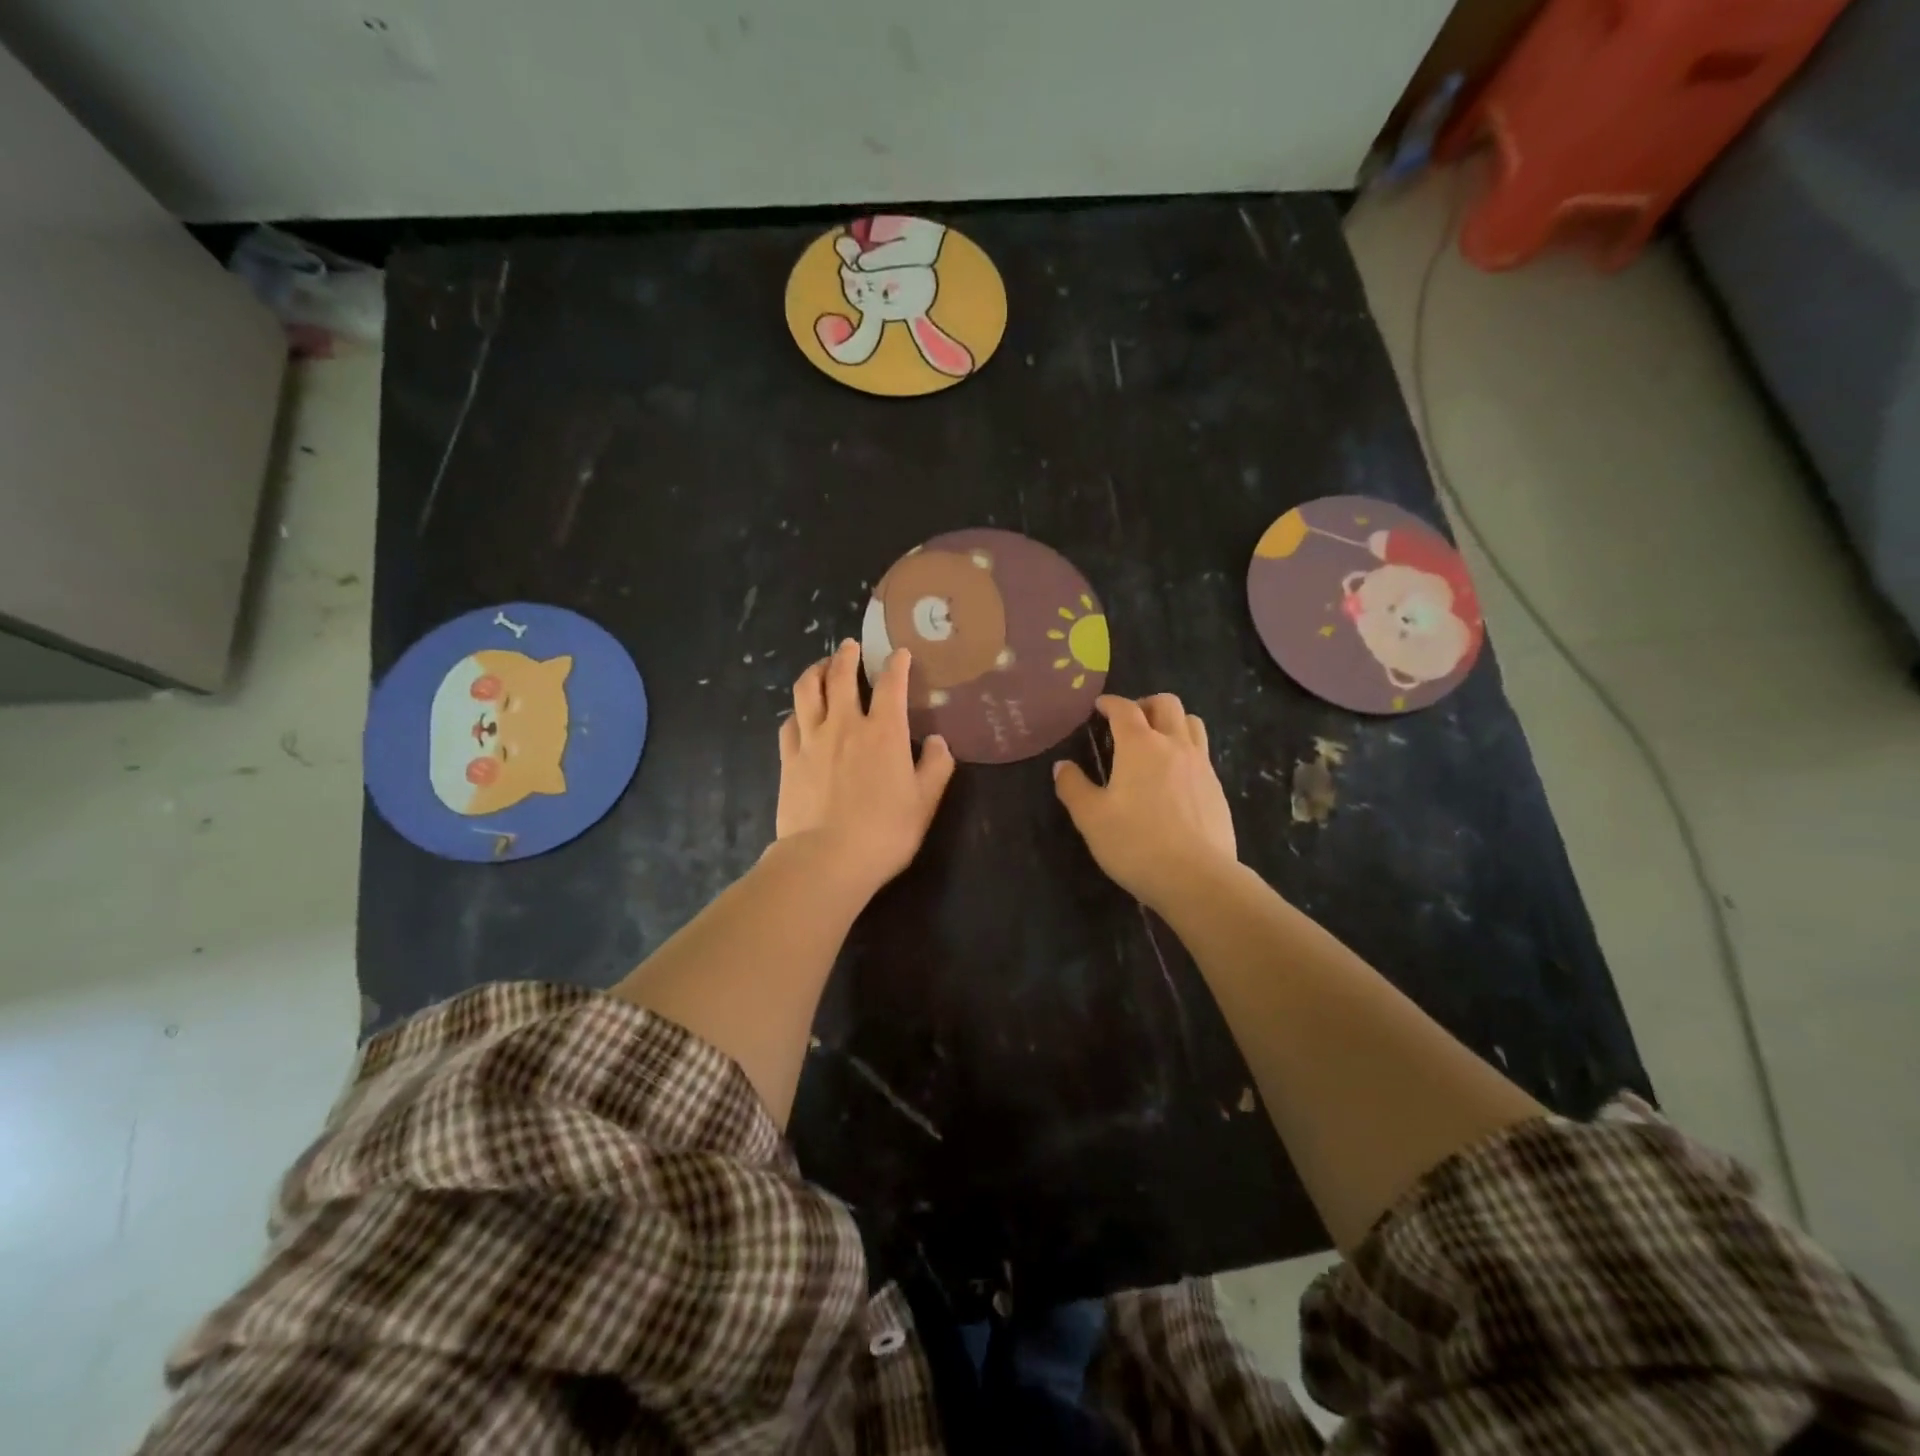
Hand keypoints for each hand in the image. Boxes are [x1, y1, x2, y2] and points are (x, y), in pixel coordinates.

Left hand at [776, 639, 955, 896]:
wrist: (827, 859)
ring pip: (807, 691)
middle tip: (849, 645)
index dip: (897, 664)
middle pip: (840, 676)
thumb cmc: (884, 832)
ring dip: (814, 671)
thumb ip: (935, 767)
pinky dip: (797, 712)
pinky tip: (799, 715)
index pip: (891, 684)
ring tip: (820, 666)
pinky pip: (789, 724)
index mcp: (883, 732)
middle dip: (846, 655)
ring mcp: (811, 740)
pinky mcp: (788, 759)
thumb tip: (938, 741)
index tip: (899, 653)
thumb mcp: (924, 802)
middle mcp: (845, 725)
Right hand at [1053, 694, 1237, 911]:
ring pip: (1192, 723)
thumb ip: (1073, 787)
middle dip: (1145, 704)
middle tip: (1129, 722)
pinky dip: (1186, 751)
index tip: (1099, 706)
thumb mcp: (1091, 818)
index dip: (1110, 703)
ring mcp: (1201, 766)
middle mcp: (1174, 745)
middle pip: (1167, 704)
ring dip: (1172, 722)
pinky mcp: (1217, 789)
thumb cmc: (1135, 844)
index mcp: (1140, 745)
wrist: (1197, 878)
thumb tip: (1062, 766)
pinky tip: (1174, 778)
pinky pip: (1202, 753)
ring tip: (1156, 742)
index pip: (1125, 709)